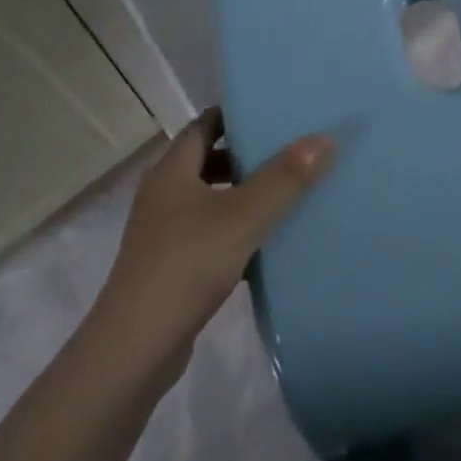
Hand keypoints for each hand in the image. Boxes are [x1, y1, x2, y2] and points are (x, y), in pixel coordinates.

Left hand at [96, 107, 333, 375]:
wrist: (135, 349)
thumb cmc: (187, 266)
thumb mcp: (243, 217)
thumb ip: (284, 178)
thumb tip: (325, 138)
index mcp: (172, 170)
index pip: (204, 124)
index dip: (236, 115)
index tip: (273, 111)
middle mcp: (163, 194)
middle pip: (207, 160)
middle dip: (245, 155)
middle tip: (289, 150)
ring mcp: (163, 232)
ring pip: (209, 199)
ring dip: (241, 194)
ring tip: (286, 193)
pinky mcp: (169, 266)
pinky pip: (208, 233)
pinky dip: (234, 229)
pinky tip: (265, 242)